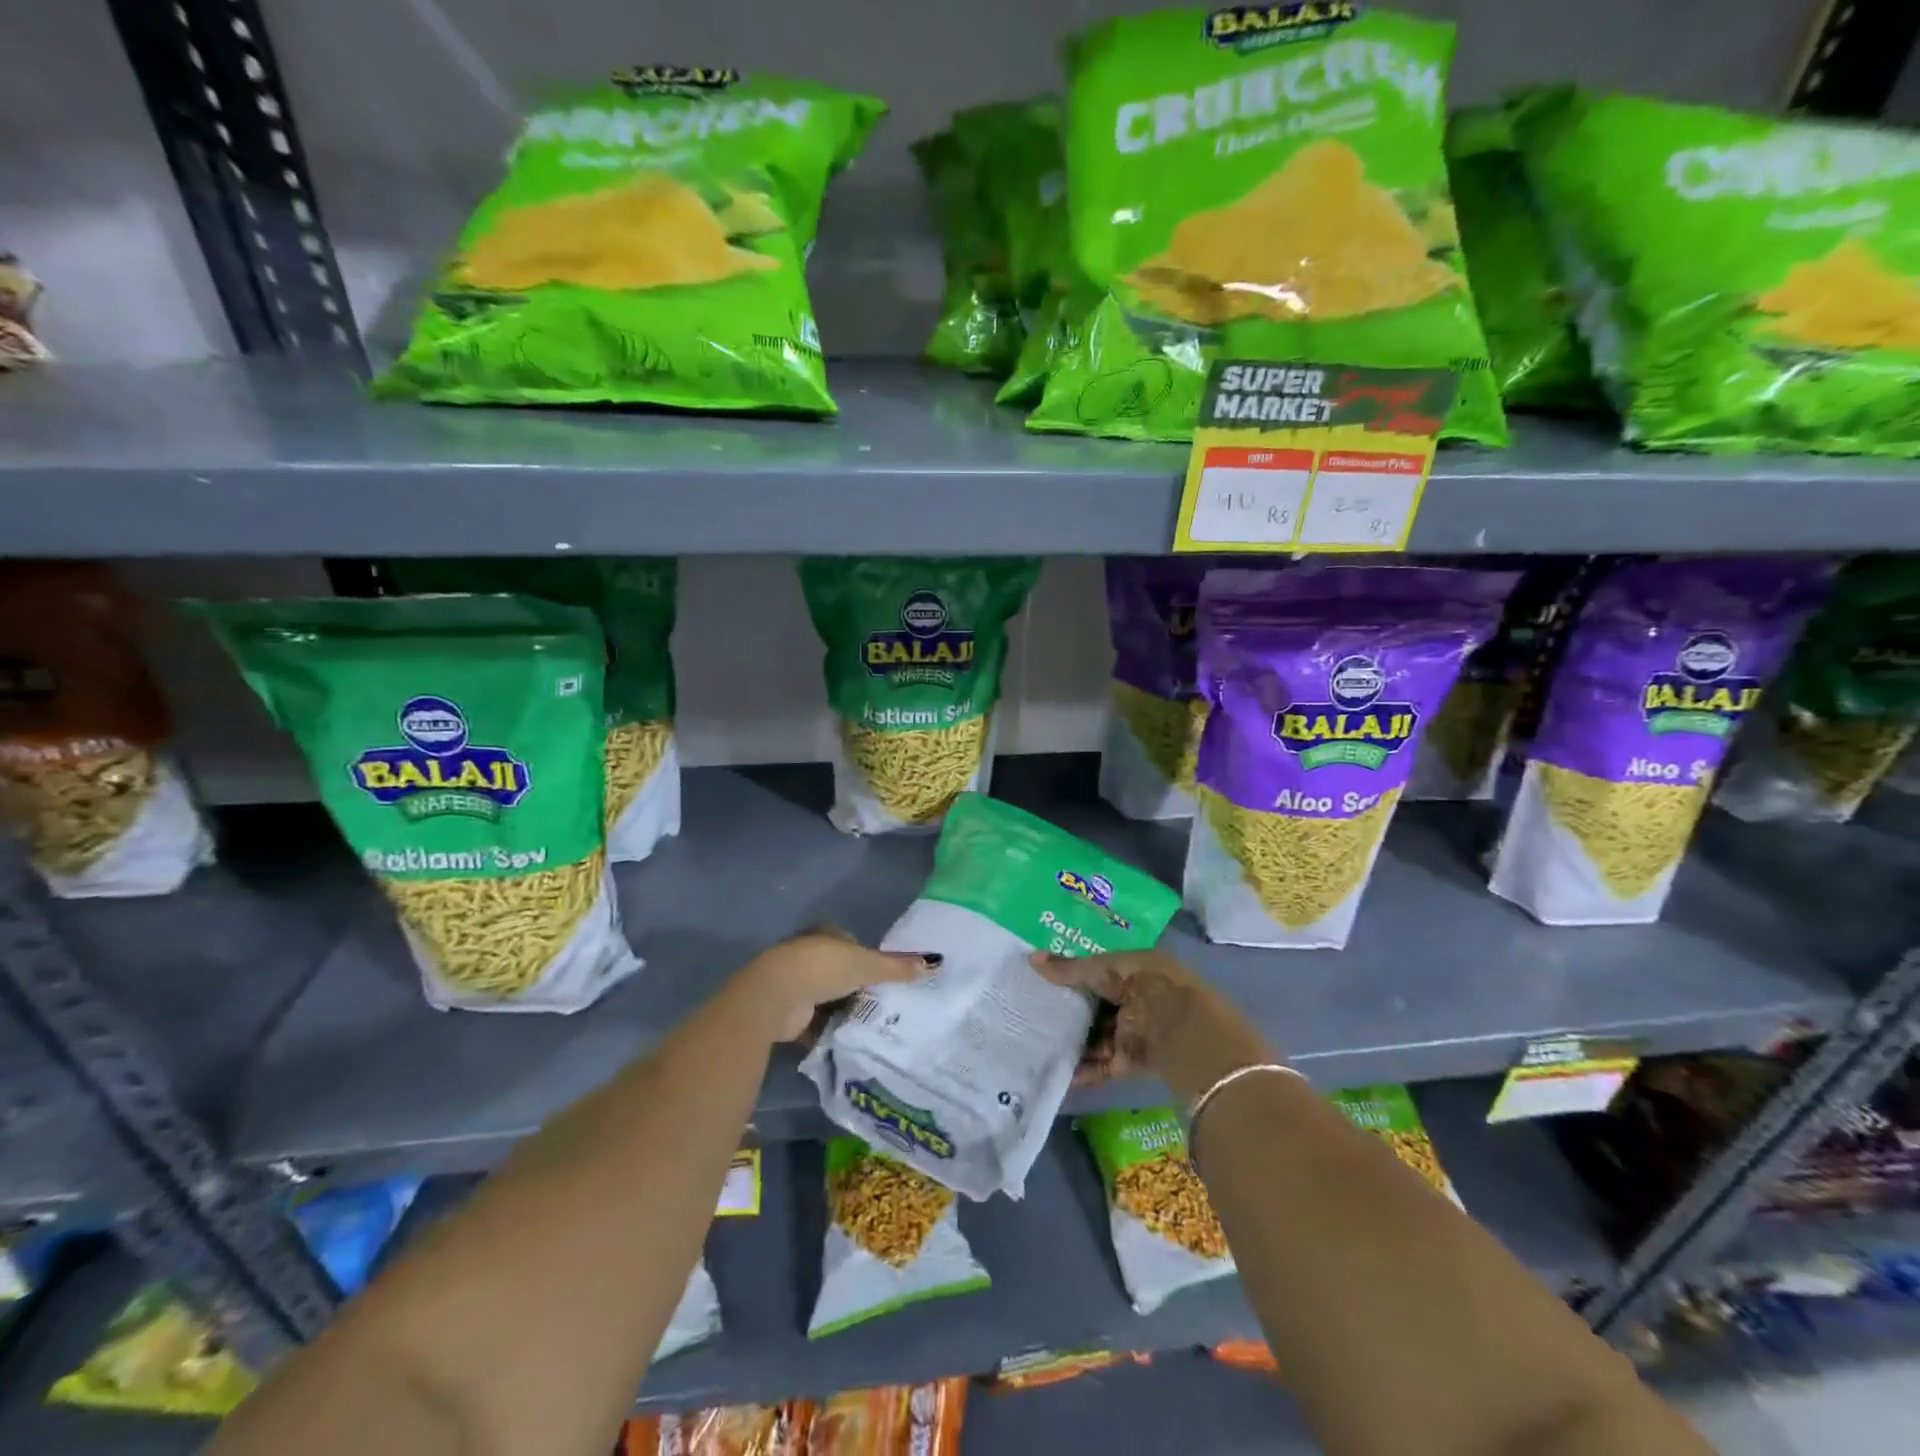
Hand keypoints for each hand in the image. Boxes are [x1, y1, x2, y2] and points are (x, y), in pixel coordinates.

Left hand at [736, 927, 937, 1041]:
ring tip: (870, 1026)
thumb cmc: (822, 968)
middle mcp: (808, 955)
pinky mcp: (788, 1012)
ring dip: (843, 1010)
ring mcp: (795, 984)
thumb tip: (933, 963)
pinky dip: (828, 1031)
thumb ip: (897, 967)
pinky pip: (815, 1022)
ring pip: (827, 998)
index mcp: (825, 934)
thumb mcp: (867, 964)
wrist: (776, 996)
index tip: (886, 979)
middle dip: (857, 988)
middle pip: (840, 972)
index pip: (852, 944)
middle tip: (883, 1005)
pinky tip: (847, 1042)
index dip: (869, 959)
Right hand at [1030, 947, 1273, 1100]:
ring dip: (1073, 1041)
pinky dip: (1083, 1070)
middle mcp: (1134, 999)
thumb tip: (1031, 959)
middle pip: (1095, 1005)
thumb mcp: (1107, 970)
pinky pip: (1102, 1064)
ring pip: (1096, 1036)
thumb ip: (1070, 969)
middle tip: (1032, 1012)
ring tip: (1037, 1042)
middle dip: (1069, 1011)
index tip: (1042, 980)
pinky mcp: (1131, 1062)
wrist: (1187, 1034)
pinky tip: (1058, 1072)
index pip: (1098, 970)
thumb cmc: (1149, 987)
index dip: (1072, 974)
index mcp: (1135, 969)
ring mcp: (1133, 1031)